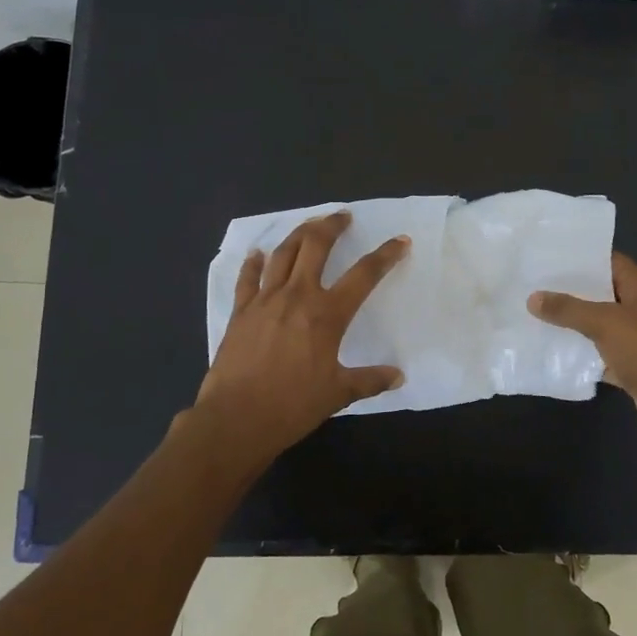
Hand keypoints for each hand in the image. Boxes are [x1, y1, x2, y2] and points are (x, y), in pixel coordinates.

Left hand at [191, 211, 408, 463]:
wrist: (236, 419)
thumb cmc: (292, 405)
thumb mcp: (338, 393)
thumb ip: (370, 380)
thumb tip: (398, 376)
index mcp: (327, 314)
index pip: (364, 275)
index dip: (385, 255)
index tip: (400, 242)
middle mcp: (297, 296)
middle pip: (316, 246)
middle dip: (331, 226)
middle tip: (342, 216)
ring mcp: (265, 300)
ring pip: (283, 254)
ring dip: (298, 234)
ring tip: (309, 225)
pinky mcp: (240, 311)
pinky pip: (247, 278)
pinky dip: (253, 263)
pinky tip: (257, 254)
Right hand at [529, 252, 636, 453]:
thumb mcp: (607, 323)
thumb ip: (569, 309)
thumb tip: (533, 297)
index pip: (609, 261)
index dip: (580, 258)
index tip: (546, 256)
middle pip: (601, 292)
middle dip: (569, 291)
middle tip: (531, 284)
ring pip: (599, 325)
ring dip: (572, 323)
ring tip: (533, 313)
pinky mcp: (631, 366)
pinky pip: (599, 353)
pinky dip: (580, 353)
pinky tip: (551, 350)